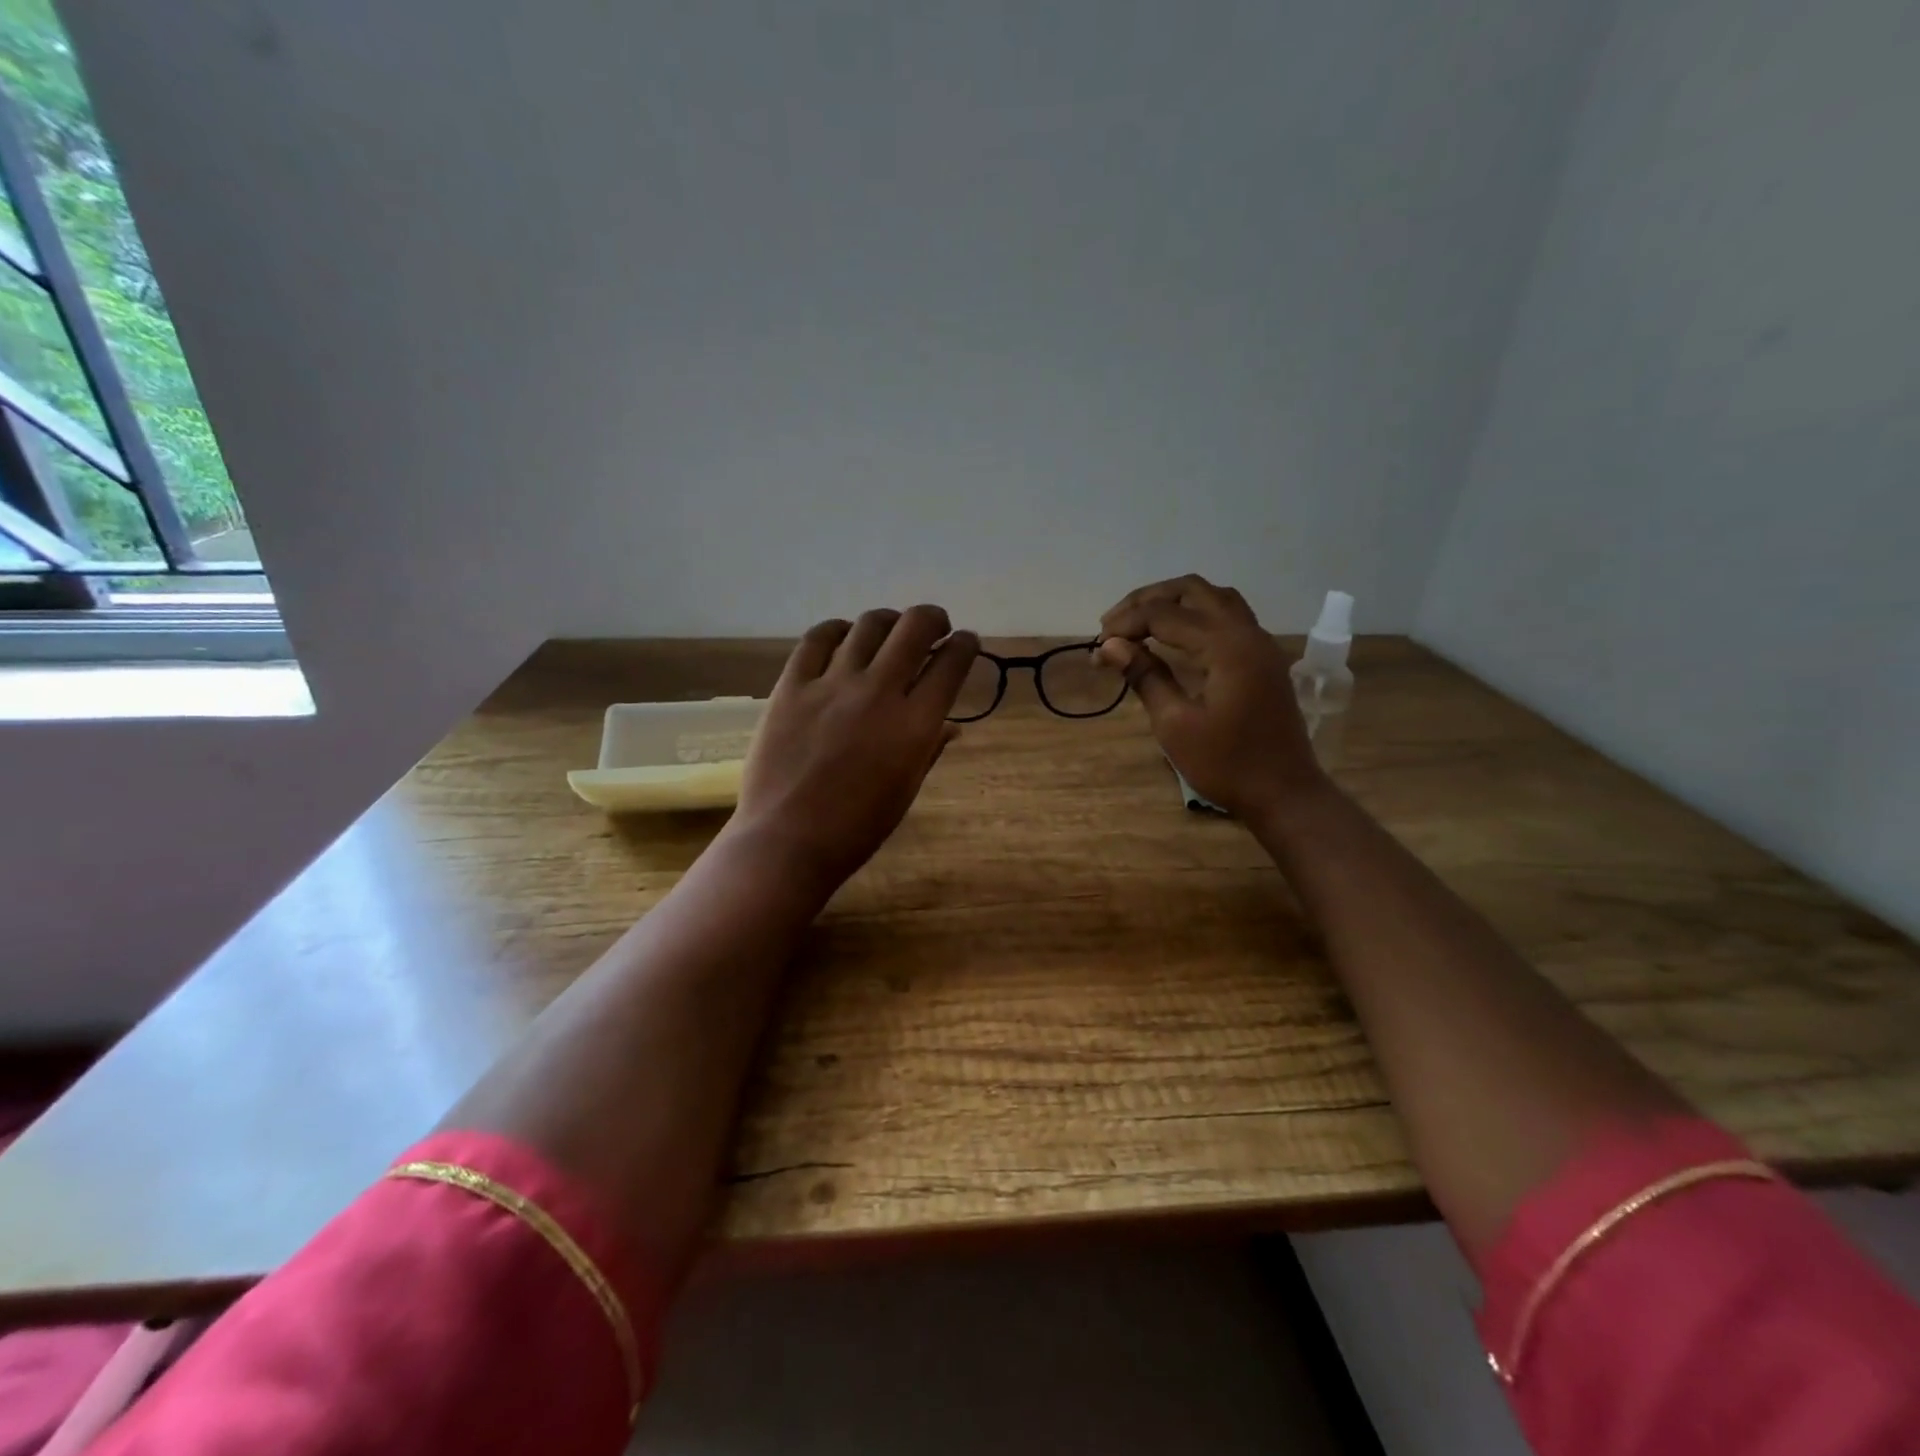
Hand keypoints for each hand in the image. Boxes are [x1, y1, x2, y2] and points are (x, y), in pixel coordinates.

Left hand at [728, 606, 978, 894]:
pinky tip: (843, 637)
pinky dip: (837, 630)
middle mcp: (879, 692)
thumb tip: (950, 726)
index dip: (965, 645)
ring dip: (888, 621)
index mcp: (916, 724)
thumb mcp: (905, 790)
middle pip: (915, 627)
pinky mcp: (792, 686)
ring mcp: (833, 685)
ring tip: (888, 630)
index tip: (966, 642)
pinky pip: (817, 639)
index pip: (952, 663)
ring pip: (869, 625)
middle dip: (933, 619)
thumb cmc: (857, 828)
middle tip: (933, 627)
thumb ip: (929, 749)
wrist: (788, 841)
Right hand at [1096, 574, 1324, 823]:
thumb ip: (1145, 676)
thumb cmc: (1226, 765)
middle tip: (1113, 624)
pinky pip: (1228, 617)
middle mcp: (1247, 633)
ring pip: (1214, 598)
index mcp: (1226, 647)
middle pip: (1193, 591)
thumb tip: (1109, 646)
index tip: (1097, 646)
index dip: (1126, 625)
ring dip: (1174, 602)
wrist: (1284, 794)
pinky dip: (1196, 616)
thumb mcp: (1175, 724)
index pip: (1165, 615)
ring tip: (1140, 623)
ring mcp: (1260, 644)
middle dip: (1148, 600)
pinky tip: (1174, 637)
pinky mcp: (1262, 659)